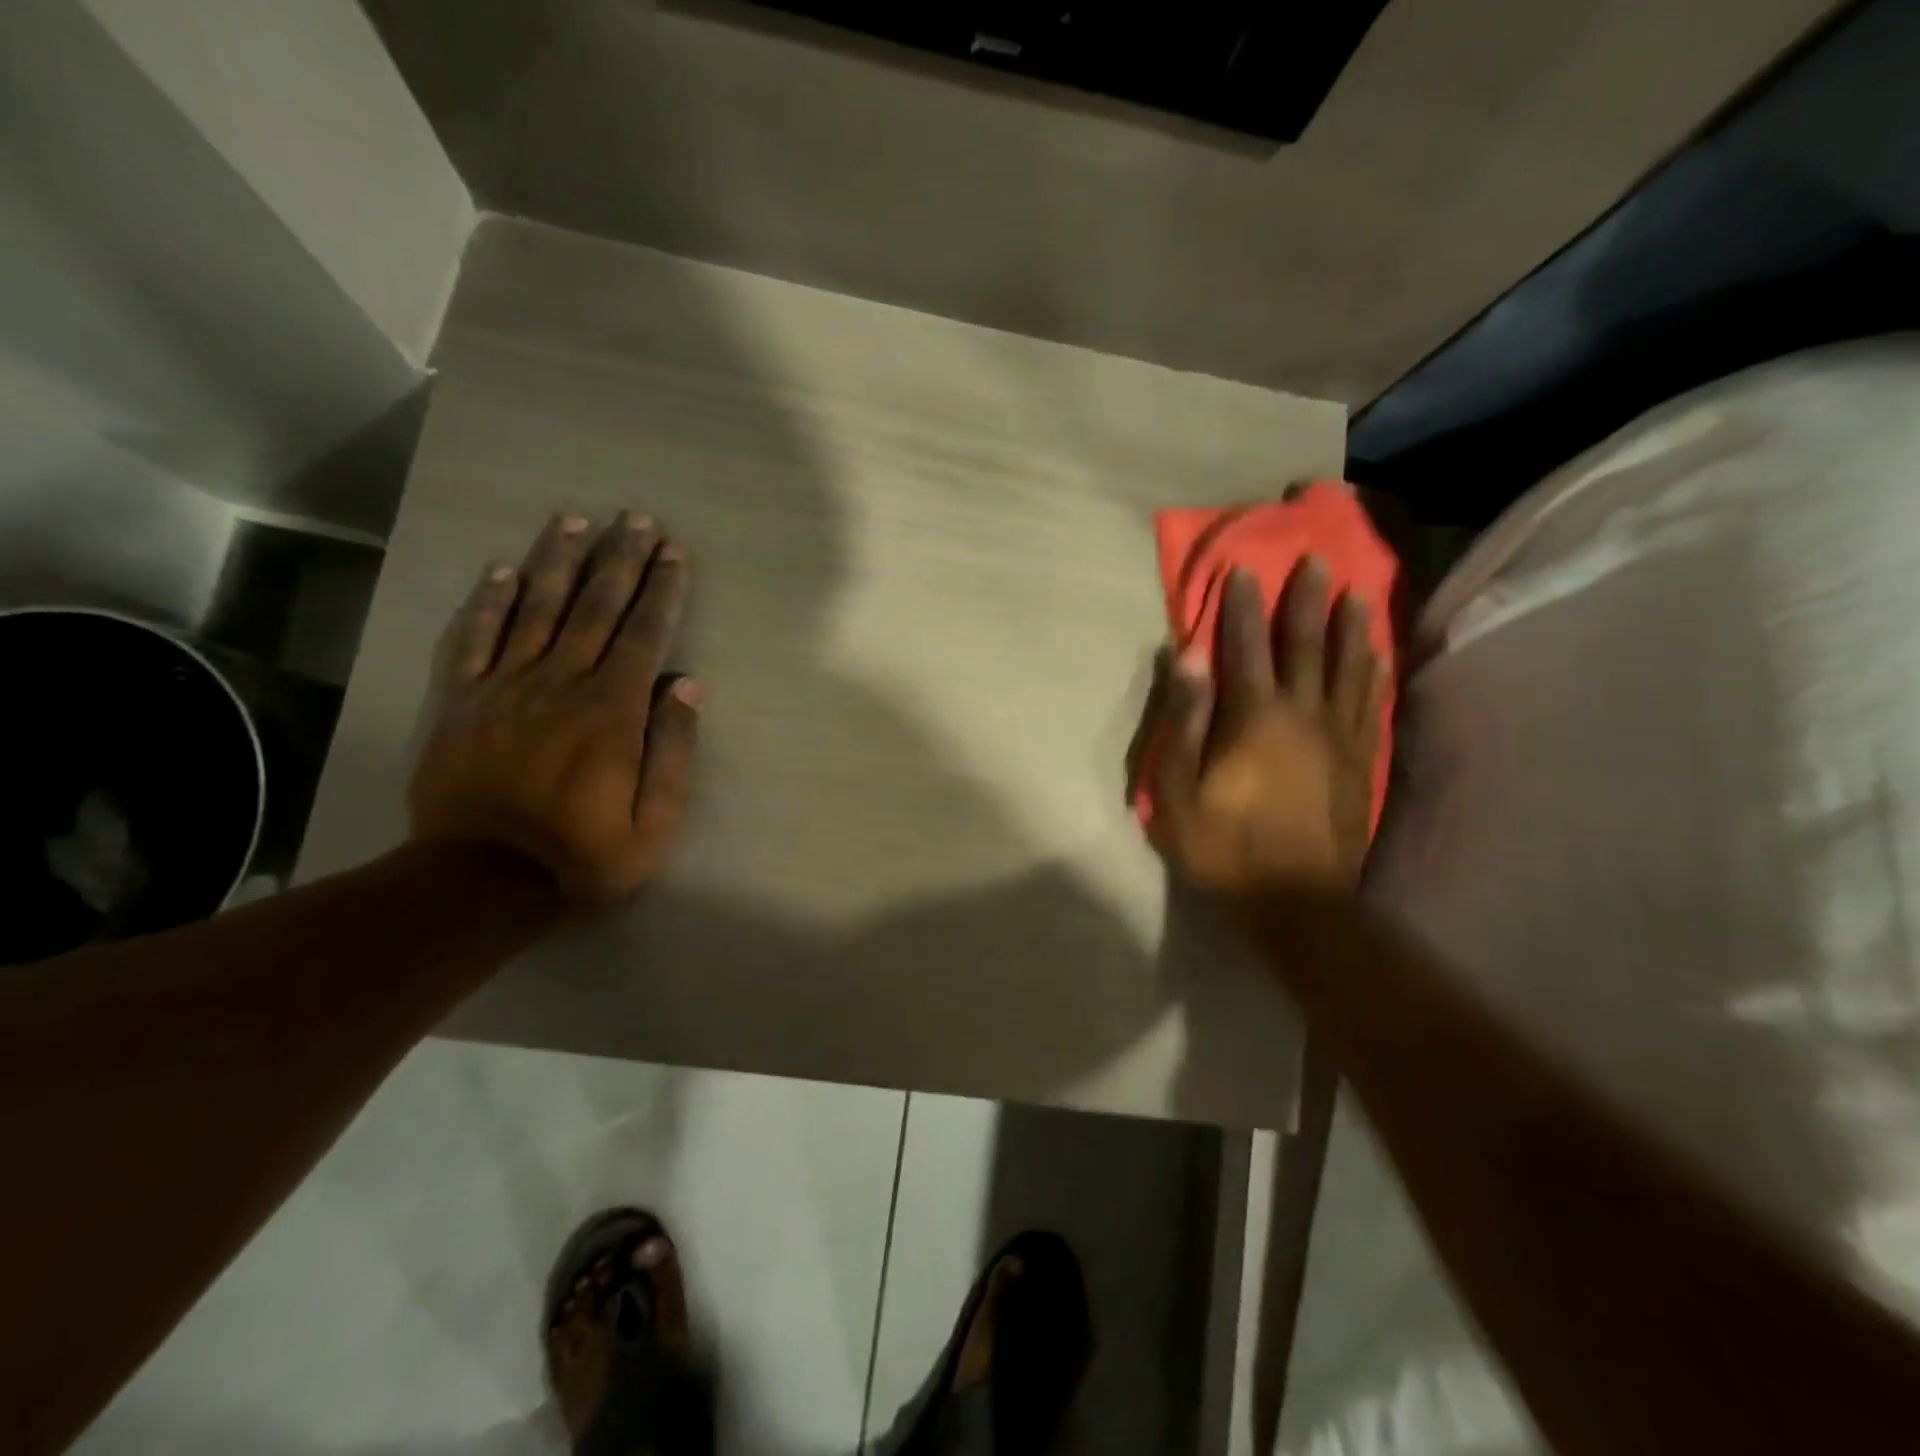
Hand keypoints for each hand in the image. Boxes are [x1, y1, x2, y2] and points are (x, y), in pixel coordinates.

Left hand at [409, 512, 698, 905]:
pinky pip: (474, 639)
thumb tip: (688, 686)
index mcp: (612, 712)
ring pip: (536, 609)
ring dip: (558, 562)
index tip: (673, 553)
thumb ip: (672, 752)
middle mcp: (561, 684)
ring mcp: (506, 688)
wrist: (478, 882)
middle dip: (620, 560)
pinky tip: (501, 570)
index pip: (645, 635)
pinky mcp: (462, 701)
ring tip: (575, 521)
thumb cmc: (581, 857)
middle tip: (636, 519)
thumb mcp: (653, 824)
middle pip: (595, 608)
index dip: (662, 590)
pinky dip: (488, 602)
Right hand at [1132, 560, 1383, 899]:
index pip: (1245, 648)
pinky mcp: (1361, 760)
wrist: (1295, 902)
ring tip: (1356, 593)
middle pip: (1307, 645)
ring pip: (1349, 667)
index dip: (1241, 607)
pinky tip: (1377, 655)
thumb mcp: (1178, 791)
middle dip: (1306, 601)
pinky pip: (1370, 702)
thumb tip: (1188, 656)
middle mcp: (1303, 714)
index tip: (1243, 569)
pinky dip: (1373, 671)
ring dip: (1350, 627)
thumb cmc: (1223, 848)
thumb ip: (1185, 719)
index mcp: (1254, 719)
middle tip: (1315, 561)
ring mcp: (1339, 736)